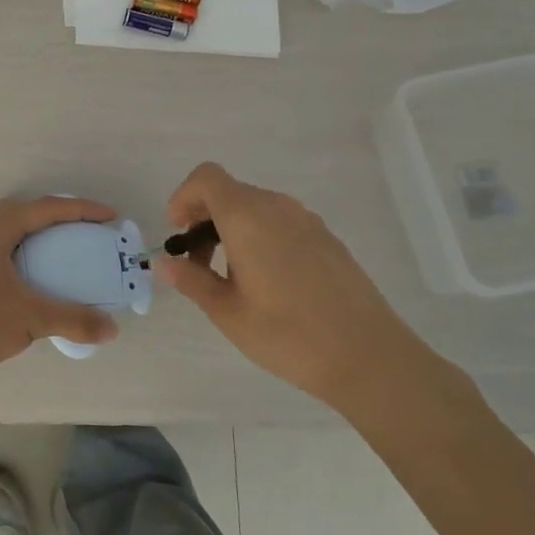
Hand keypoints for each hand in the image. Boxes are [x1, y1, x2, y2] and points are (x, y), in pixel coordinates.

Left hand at [0, 197, 120, 382]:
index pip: (47, 208)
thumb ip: (74, 319)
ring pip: (15, 226)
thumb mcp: (31, 318)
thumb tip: (112, 329)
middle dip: (63, 216)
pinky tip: (41, 266)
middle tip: (92, 229)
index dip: (82, 210)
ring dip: (44, 231)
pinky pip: (6, 241)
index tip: (110, 218)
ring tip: (71, 243)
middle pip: (30, 210)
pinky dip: (29, 245)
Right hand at [157, 162, 419, 403]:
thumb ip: (192, 281)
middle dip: (203, 218)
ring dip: (231, 229)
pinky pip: (280, 222)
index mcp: (247, 217)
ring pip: (255, 207)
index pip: (206, 178)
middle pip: (229, 192)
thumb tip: (166, 263)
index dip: (183, 197)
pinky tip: (267, 282)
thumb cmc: (287, 334)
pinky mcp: (326, 238)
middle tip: (197, 264)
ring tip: (230, 277)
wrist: (368, 356)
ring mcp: (306, 220)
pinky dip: (259, 237)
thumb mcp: (227, 312)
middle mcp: (277, 207)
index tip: (177, 233)